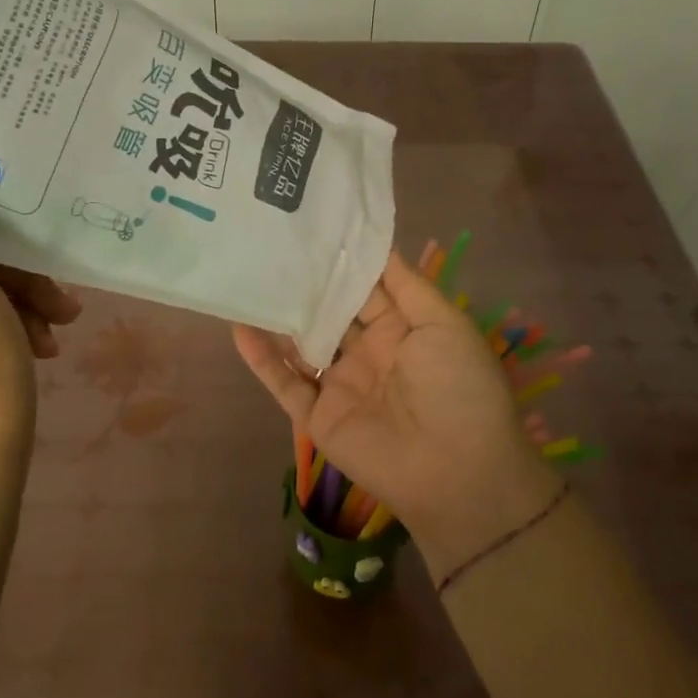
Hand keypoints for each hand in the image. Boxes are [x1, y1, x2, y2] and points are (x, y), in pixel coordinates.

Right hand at [234, 252, 558, 579]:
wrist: (458, 472)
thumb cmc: (458, 387)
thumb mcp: (444, 324)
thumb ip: (407, 286)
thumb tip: (378, 245)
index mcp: (400, 329)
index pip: (363, 287)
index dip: (340, 261)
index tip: (311, 225)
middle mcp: (366, 352)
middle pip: (328, 313)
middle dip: (304, 284)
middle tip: (268, 244)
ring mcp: (340, 385)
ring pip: (300, 345)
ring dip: (277, 318)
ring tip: (247, 278)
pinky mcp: (318, 416)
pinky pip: (285, 383)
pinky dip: (261, 359)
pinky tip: (239, 327)